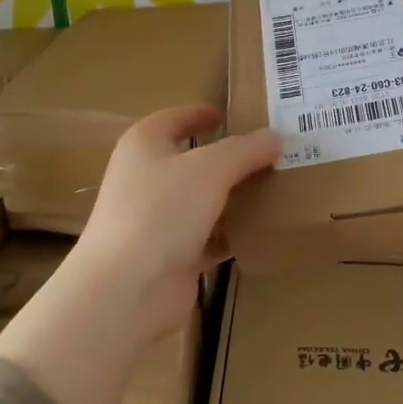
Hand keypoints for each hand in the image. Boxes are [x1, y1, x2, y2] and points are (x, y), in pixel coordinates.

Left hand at [71, 105, 279, 341]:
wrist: (127, 290)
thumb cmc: (162, 211)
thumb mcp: (211, 169)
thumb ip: (245, 149)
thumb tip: (274, 136)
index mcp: (145, 144)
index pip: (176, 118)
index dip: (203, 113)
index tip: (234, 115)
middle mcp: (146, 177)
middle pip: (192, 160)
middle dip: (230, 158)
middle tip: (272, 152)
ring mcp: (155, 219)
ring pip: (202, 199)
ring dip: (233, 196)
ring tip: (275, 187)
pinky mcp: (169, 255)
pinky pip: (207, 236)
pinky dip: (230, 233)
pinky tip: (261, 229)